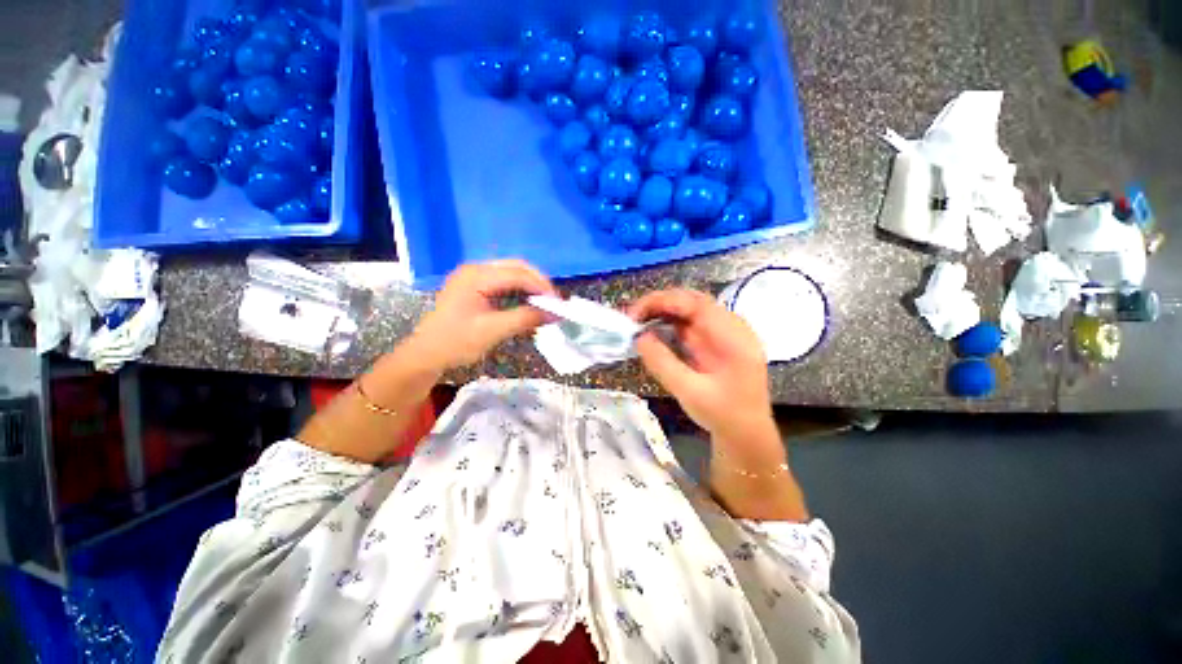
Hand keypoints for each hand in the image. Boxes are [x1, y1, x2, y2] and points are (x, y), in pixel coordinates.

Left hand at [410, 260, 557, 369]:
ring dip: (530, 287)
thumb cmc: (456, 342)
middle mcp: (476, 269)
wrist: (425, 355)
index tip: (558, 304)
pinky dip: (519, 292)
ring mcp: (474, 276)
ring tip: (544, 304)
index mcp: (476, 276)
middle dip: (538, 283)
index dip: (541, 287)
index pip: (518, 274)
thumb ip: (525, 319)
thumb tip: (554, 314)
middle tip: (553, 302)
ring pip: (511, 273)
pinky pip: (504, 283)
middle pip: (516, 267)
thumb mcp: (493, 331)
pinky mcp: (475, 286)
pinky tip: (527, 305)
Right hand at [629, 289, 774, 441]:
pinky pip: (690, 322)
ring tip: (638, 321)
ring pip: (690, 309)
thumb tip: (639, 337)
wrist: (745, 433)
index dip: (665, 302)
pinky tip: (653, 328)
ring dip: (662, 311)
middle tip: (633, 317)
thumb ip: (663, 363)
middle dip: (660, 304)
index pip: (698, 304)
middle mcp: (732, 327)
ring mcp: (724, 332)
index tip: (637, 313)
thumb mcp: (690, 392)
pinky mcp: (715, 339)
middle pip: (693, 301)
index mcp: (734, 338)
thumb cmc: (722, 416)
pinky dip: (669, 322)